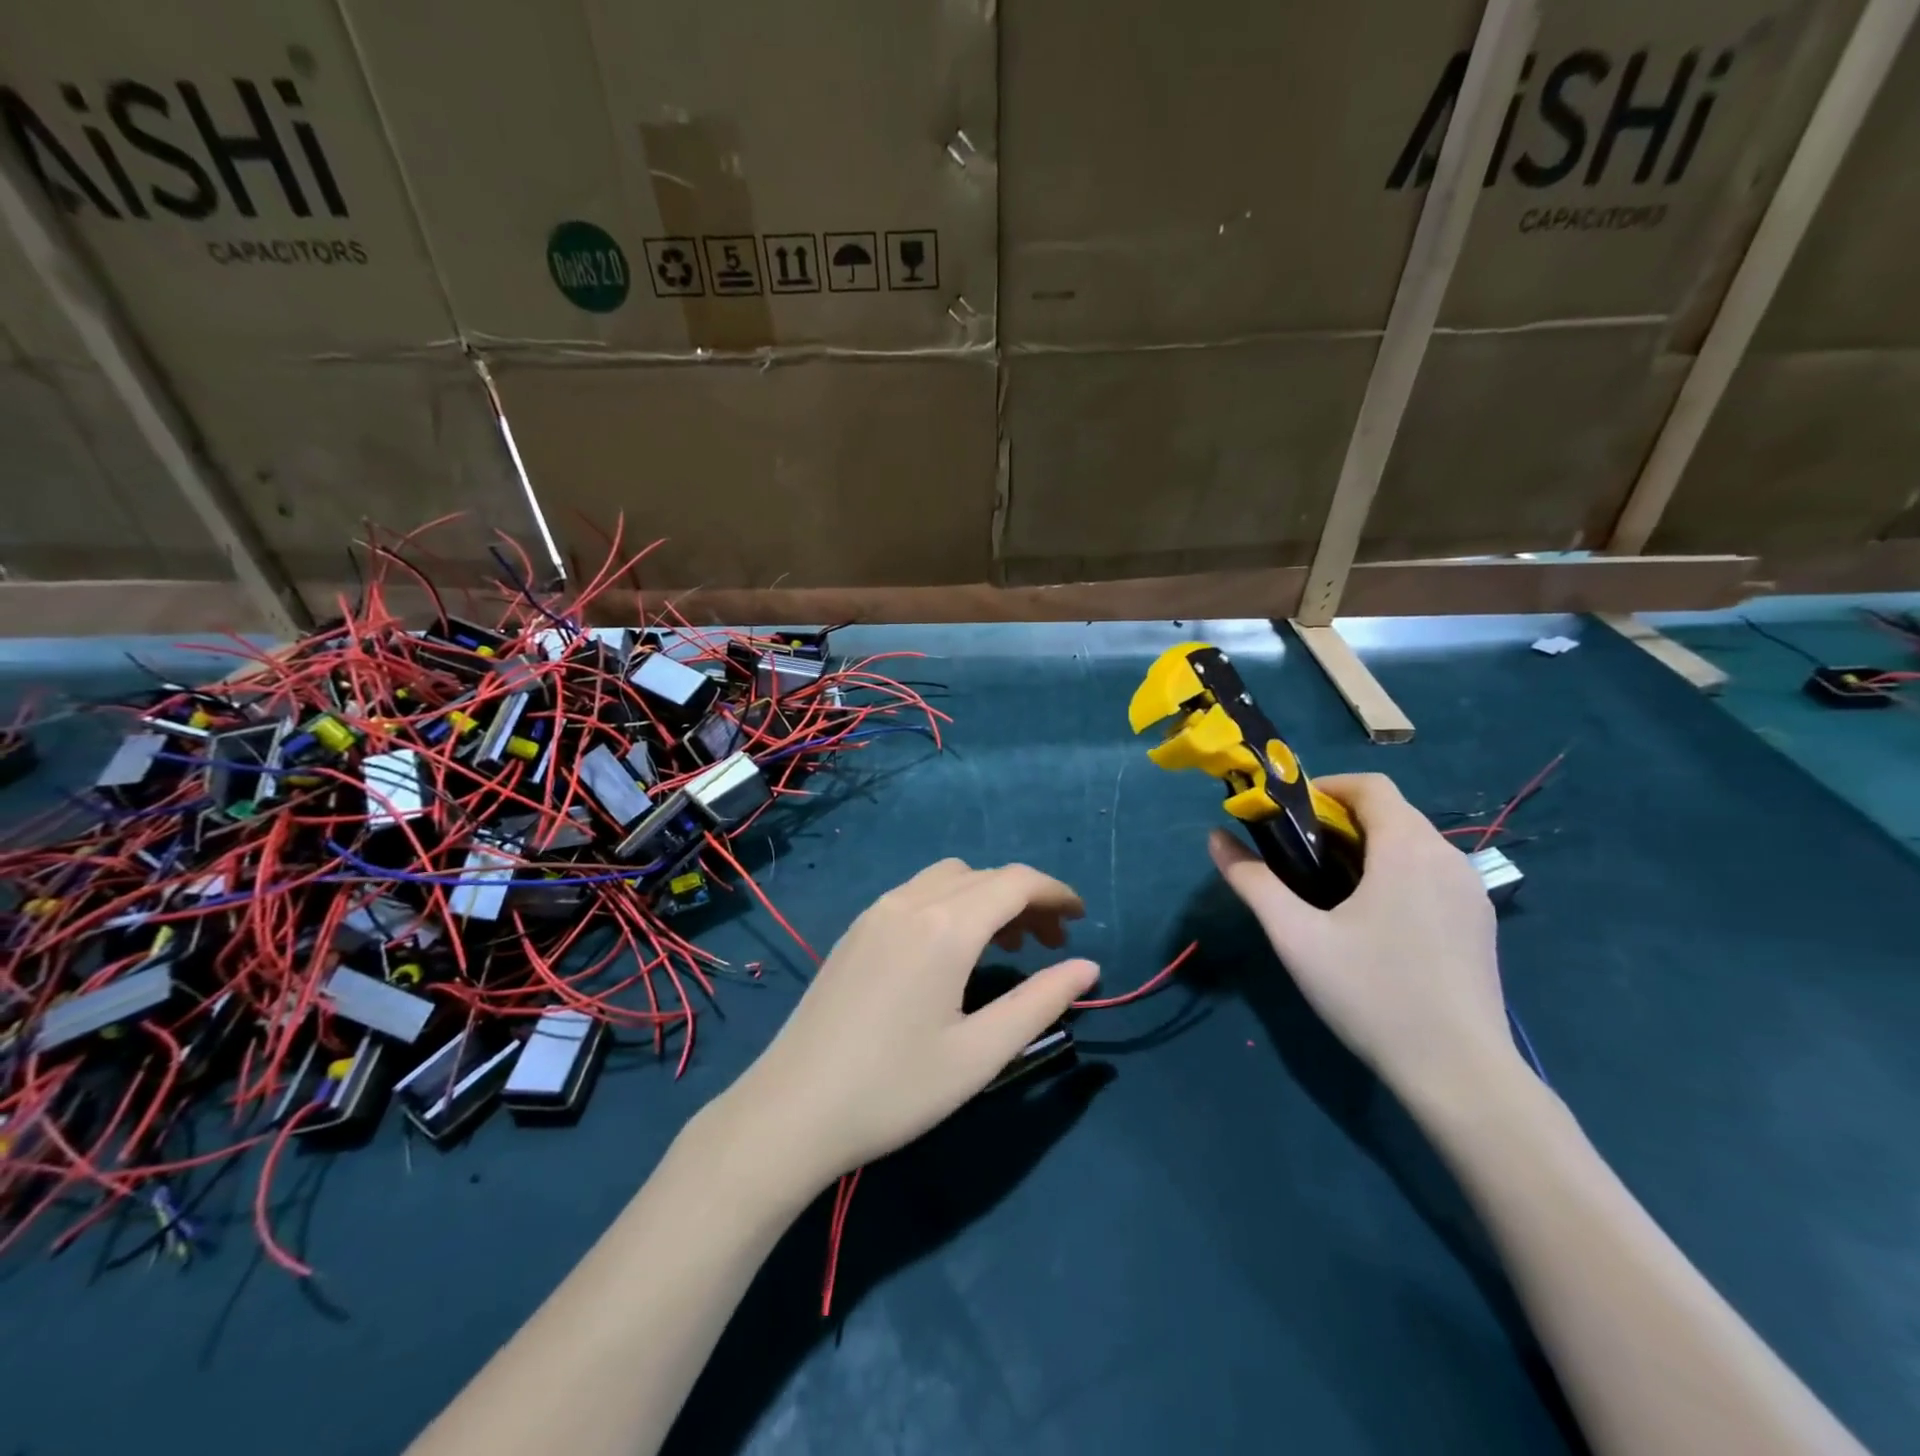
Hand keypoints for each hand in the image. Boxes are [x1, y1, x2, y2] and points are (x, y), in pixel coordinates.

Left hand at [717, 860, 1098, 1195]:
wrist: (791, 1110)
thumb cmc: (894, 1088)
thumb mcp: (980, 1054)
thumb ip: (1039, 1003)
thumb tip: (1087, 967)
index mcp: (946, 927)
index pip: (1016, 882)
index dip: (1056, 894)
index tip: (1081, 920)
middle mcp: (910, 901)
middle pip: (985, 876)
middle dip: (1026, 899)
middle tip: (1051, 945)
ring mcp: (877, 911)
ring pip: (949, 879)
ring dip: (987, 897)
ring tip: (1006, 948)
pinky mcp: (856, 929)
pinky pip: (917, 893)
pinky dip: (952, 903)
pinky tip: (952, 951)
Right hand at [1209, 773, 1519, 1105]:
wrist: (1461, 1074)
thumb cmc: (1372, 994)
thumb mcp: (1297, 937)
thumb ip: (1253, 882)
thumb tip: (1215, 839)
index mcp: (1407, 848)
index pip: (1370, 785)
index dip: (1324, 787)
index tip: (1287, 813)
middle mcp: (1448, 858)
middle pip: (1391, 812)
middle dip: (1340, 819)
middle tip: (1296, 852)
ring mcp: (1471, 892)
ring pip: (1413, 844)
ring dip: (1368, 846)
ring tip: (1328, 885)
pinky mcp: (1479, 923)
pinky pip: (1431, 874)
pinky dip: (1395, 872)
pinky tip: (1372, 919)